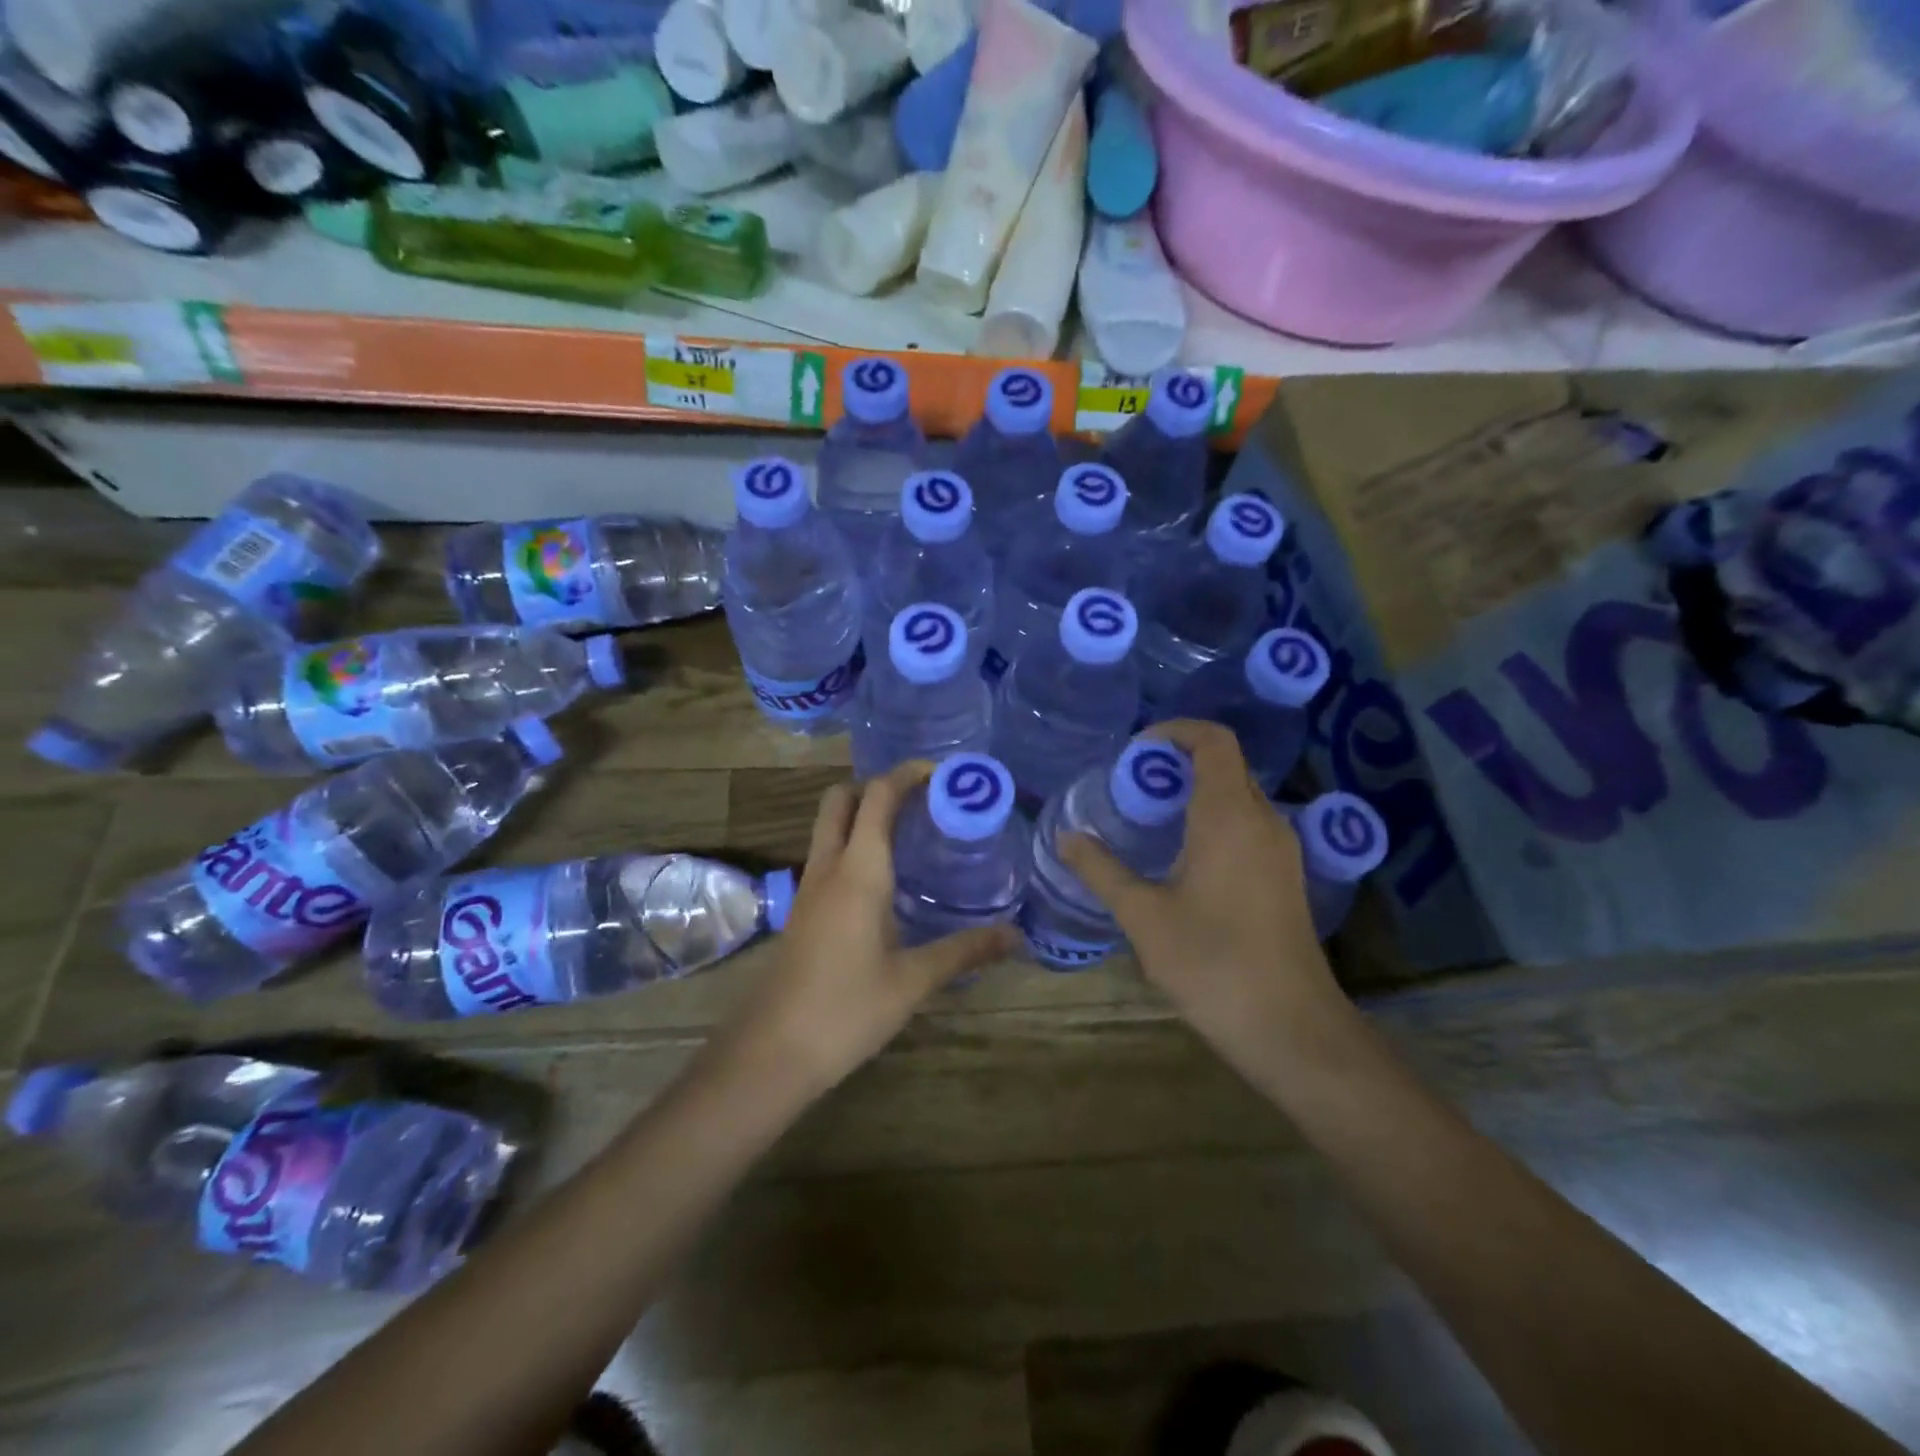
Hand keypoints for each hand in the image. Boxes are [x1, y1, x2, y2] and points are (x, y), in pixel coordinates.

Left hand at [724, 761, 1016, 1096]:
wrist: (772, 1052)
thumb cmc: (846, 1010)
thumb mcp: (913, 981)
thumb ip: (964, 951)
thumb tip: (1016, 936)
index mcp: (858, 871)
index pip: (878, 796)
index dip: (907, 774)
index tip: (943, 773)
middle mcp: (828, 867)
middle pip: (841, 798)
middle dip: (878, 786)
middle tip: (923, 801)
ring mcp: (808, 888)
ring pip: (830, 826)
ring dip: (863, 814)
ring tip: (912, 833)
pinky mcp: (802, 910)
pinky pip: (827, 856)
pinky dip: (854, 845)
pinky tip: (885, 879)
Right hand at [1060, 720, 1351, 1068]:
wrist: (1290, 1028)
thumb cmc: (1212, 964)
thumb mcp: (1144, 917)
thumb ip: (1102, 871)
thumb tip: (1066, 838)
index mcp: (1229, 816)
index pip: (1214, 741)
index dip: (1175, 731)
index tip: (1136, 751)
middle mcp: (1263, 820)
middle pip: (1226, 765)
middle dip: (1178, 763)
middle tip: (1131, 787)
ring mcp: (1282, 849)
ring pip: (1239, 796)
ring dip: (1196, 792)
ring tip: (1150, 819)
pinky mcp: (1286, 876)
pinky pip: (1249, 824)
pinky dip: (1214, 819)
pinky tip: (1183, 858)